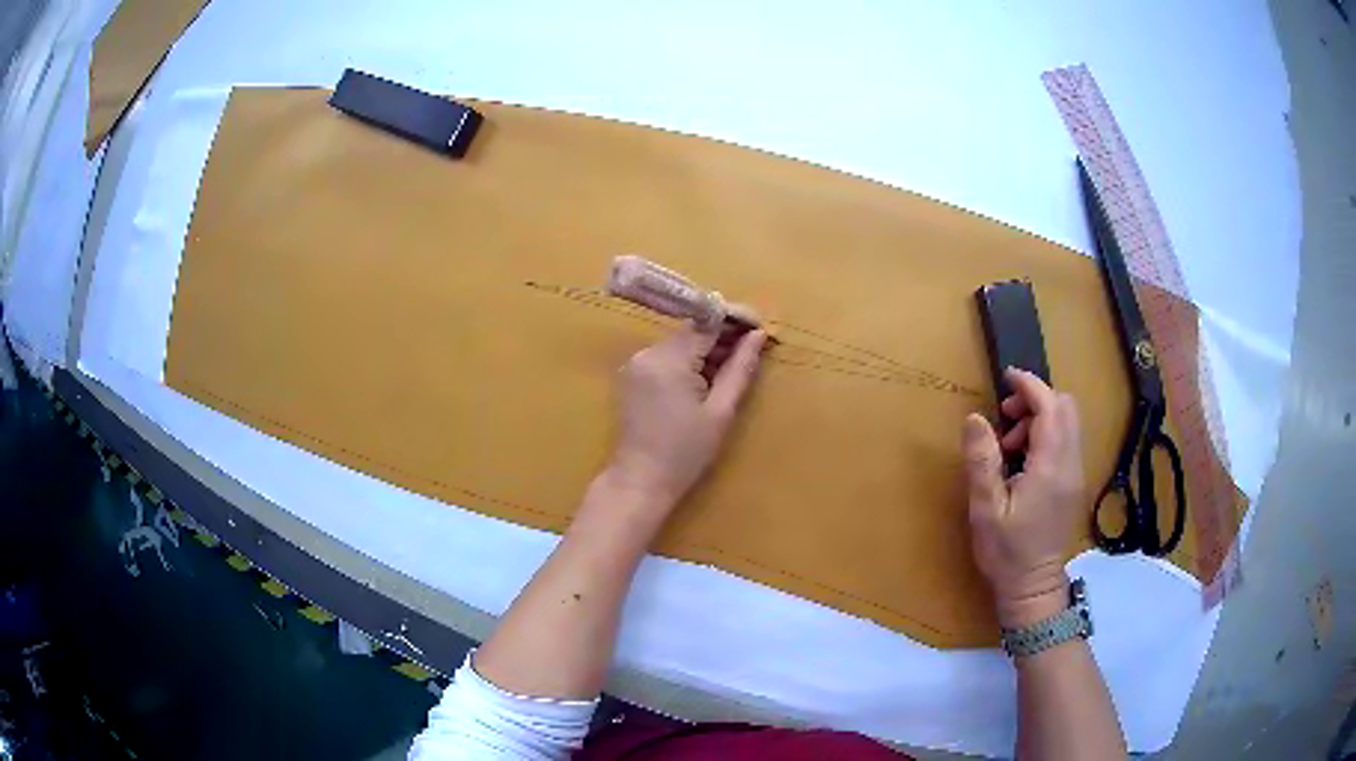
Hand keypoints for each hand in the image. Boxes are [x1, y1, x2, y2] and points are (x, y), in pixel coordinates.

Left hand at [608, 324, 766, 508]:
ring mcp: (636, 363)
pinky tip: (706, 381)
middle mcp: (647, 353)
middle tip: (754, 350)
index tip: (760, 327)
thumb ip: (739, 368)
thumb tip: (758, 335)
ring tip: (733, 369)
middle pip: (692, 331)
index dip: (735, 320)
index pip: (706, 322)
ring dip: (707, 350)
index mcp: (668, 359)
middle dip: (723, 336)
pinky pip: (667, 358)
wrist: (641, 481)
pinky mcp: (632, 376)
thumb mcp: (720, 411)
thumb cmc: (685, 453)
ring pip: (680, 344)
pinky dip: (689, 362)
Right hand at [962, 368, 1084, 627]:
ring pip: (1069, 423)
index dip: (1030, 386)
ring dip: (1041, 418)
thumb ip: (982, 461)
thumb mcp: (985, 509)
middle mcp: (1071, 463)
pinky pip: (1067, 441)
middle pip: (1066, 408)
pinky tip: (1024, 460)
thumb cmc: (1006, 552)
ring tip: (1009, 444)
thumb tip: (976, 418)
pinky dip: (1047, 435)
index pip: (1051, 407)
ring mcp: (1076, 474)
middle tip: (1005, 418)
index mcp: (1050, 467)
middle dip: (1037, 399)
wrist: (1033, 588)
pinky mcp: (1074, 483)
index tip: (1006, 379)